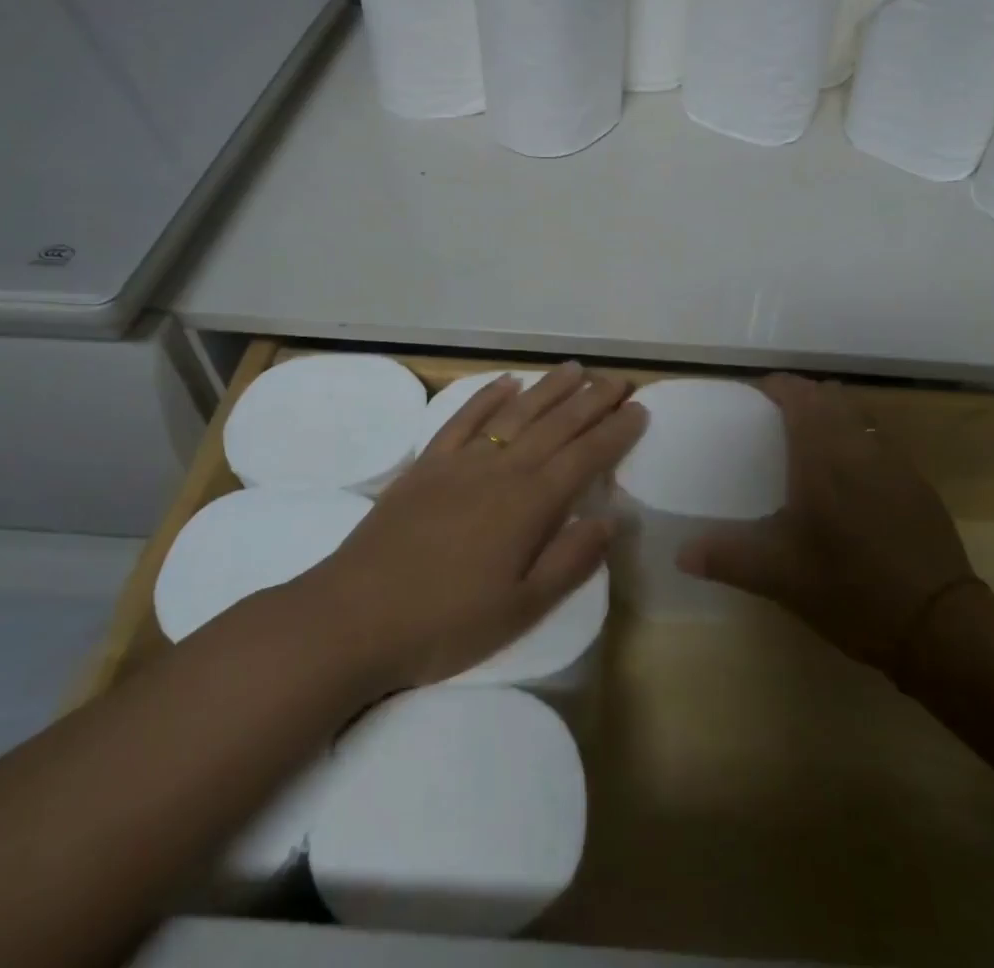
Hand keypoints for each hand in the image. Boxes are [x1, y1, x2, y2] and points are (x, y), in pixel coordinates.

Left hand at [309, 361, 645, 697]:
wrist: (353, 618)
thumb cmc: (445, 624)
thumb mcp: (520, 609)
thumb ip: (570, 561)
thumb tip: (610, 519)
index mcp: (530, 504)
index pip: (585, 457)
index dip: (615, 432)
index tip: (639, 410)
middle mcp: (501, 469)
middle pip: (556, 425)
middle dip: (592, 400)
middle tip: (619, 380)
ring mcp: (461, 462)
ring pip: (516, 413)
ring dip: (549, 388)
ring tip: (575, 369)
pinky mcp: (426, 464)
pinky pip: (464, 418)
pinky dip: (487, 395)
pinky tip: (506, 382)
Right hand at [677, 373, 978, 674]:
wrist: (939, 623)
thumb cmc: (849, 588)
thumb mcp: (779, 576)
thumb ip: (726, 557)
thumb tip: (680, 554)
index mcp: (823, 454)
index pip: (798, 394)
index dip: (776, 387)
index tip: (754, 397)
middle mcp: (860, 444)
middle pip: (830, 396)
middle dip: (803, 398)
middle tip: (776, 421)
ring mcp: (894, 461)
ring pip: (859, 415)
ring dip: (833, 416)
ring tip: (811, 445)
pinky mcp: (917, 483)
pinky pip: (879, 441)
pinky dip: (858, 441)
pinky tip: (850, 481)